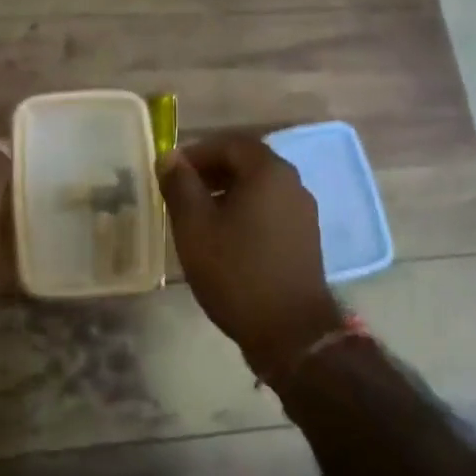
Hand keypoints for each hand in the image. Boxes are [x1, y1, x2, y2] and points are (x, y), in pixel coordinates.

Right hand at [158, 134, 343, 378]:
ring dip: (227, 192)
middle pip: (247, 163)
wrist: (291, 332)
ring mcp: (303, 211)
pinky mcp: (305, 237)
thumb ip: (180, 186)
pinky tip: (225, 237)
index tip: (171, 172)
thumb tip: (170, 157)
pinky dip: (245, 211)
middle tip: (181, 191)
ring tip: (197, 216)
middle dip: (211, 171)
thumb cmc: (237, 272)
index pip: (230, 143)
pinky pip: (270, 209)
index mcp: (268, 171)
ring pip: (259, 187)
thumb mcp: (195, 227)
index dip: (197, 152)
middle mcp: (292, 183)